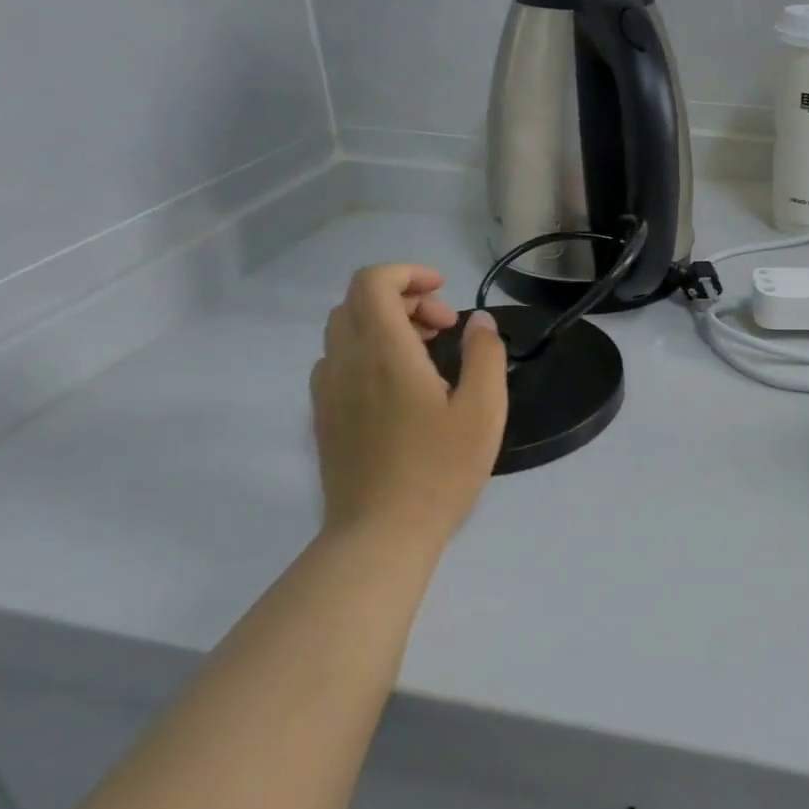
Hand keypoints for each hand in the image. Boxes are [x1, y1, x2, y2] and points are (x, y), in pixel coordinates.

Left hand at [310, 265, 507, 544]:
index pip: (372, 282)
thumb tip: (479, 322)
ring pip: (344, 330)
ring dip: (384, 324)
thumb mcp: (483, 411)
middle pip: (357, 301)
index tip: (444, 293)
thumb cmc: (438, 470)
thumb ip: (485, 355)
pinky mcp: (323, 416)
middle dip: (403, 298)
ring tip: (426, 355)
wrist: (380, 535)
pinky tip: (398, 386)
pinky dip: (367, 351)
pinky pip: (338, 360)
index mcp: (383, 353)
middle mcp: (345, 362)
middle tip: (444, 328)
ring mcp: (327, 391)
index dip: (408, 272)